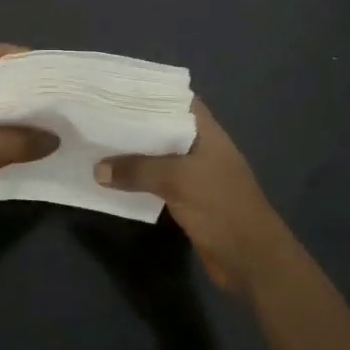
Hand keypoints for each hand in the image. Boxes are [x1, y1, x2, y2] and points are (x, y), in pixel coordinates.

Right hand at [95, 100, 293, 295]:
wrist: (251, 260)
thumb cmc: (221, 207)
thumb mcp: (177, 180)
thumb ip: (138, 170)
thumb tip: (97, 169)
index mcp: (206, 132)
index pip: (178, 100)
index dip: (150, 92)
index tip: (118, 89)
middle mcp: (200, 148)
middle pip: (164, 127)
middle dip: (134, 122)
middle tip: (98, 115)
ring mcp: (195, 175)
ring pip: (158, 156)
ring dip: (133, 153)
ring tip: (98, 142)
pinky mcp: (188, 200)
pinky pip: (157, 182)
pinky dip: (138, 179)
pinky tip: (113, 178)